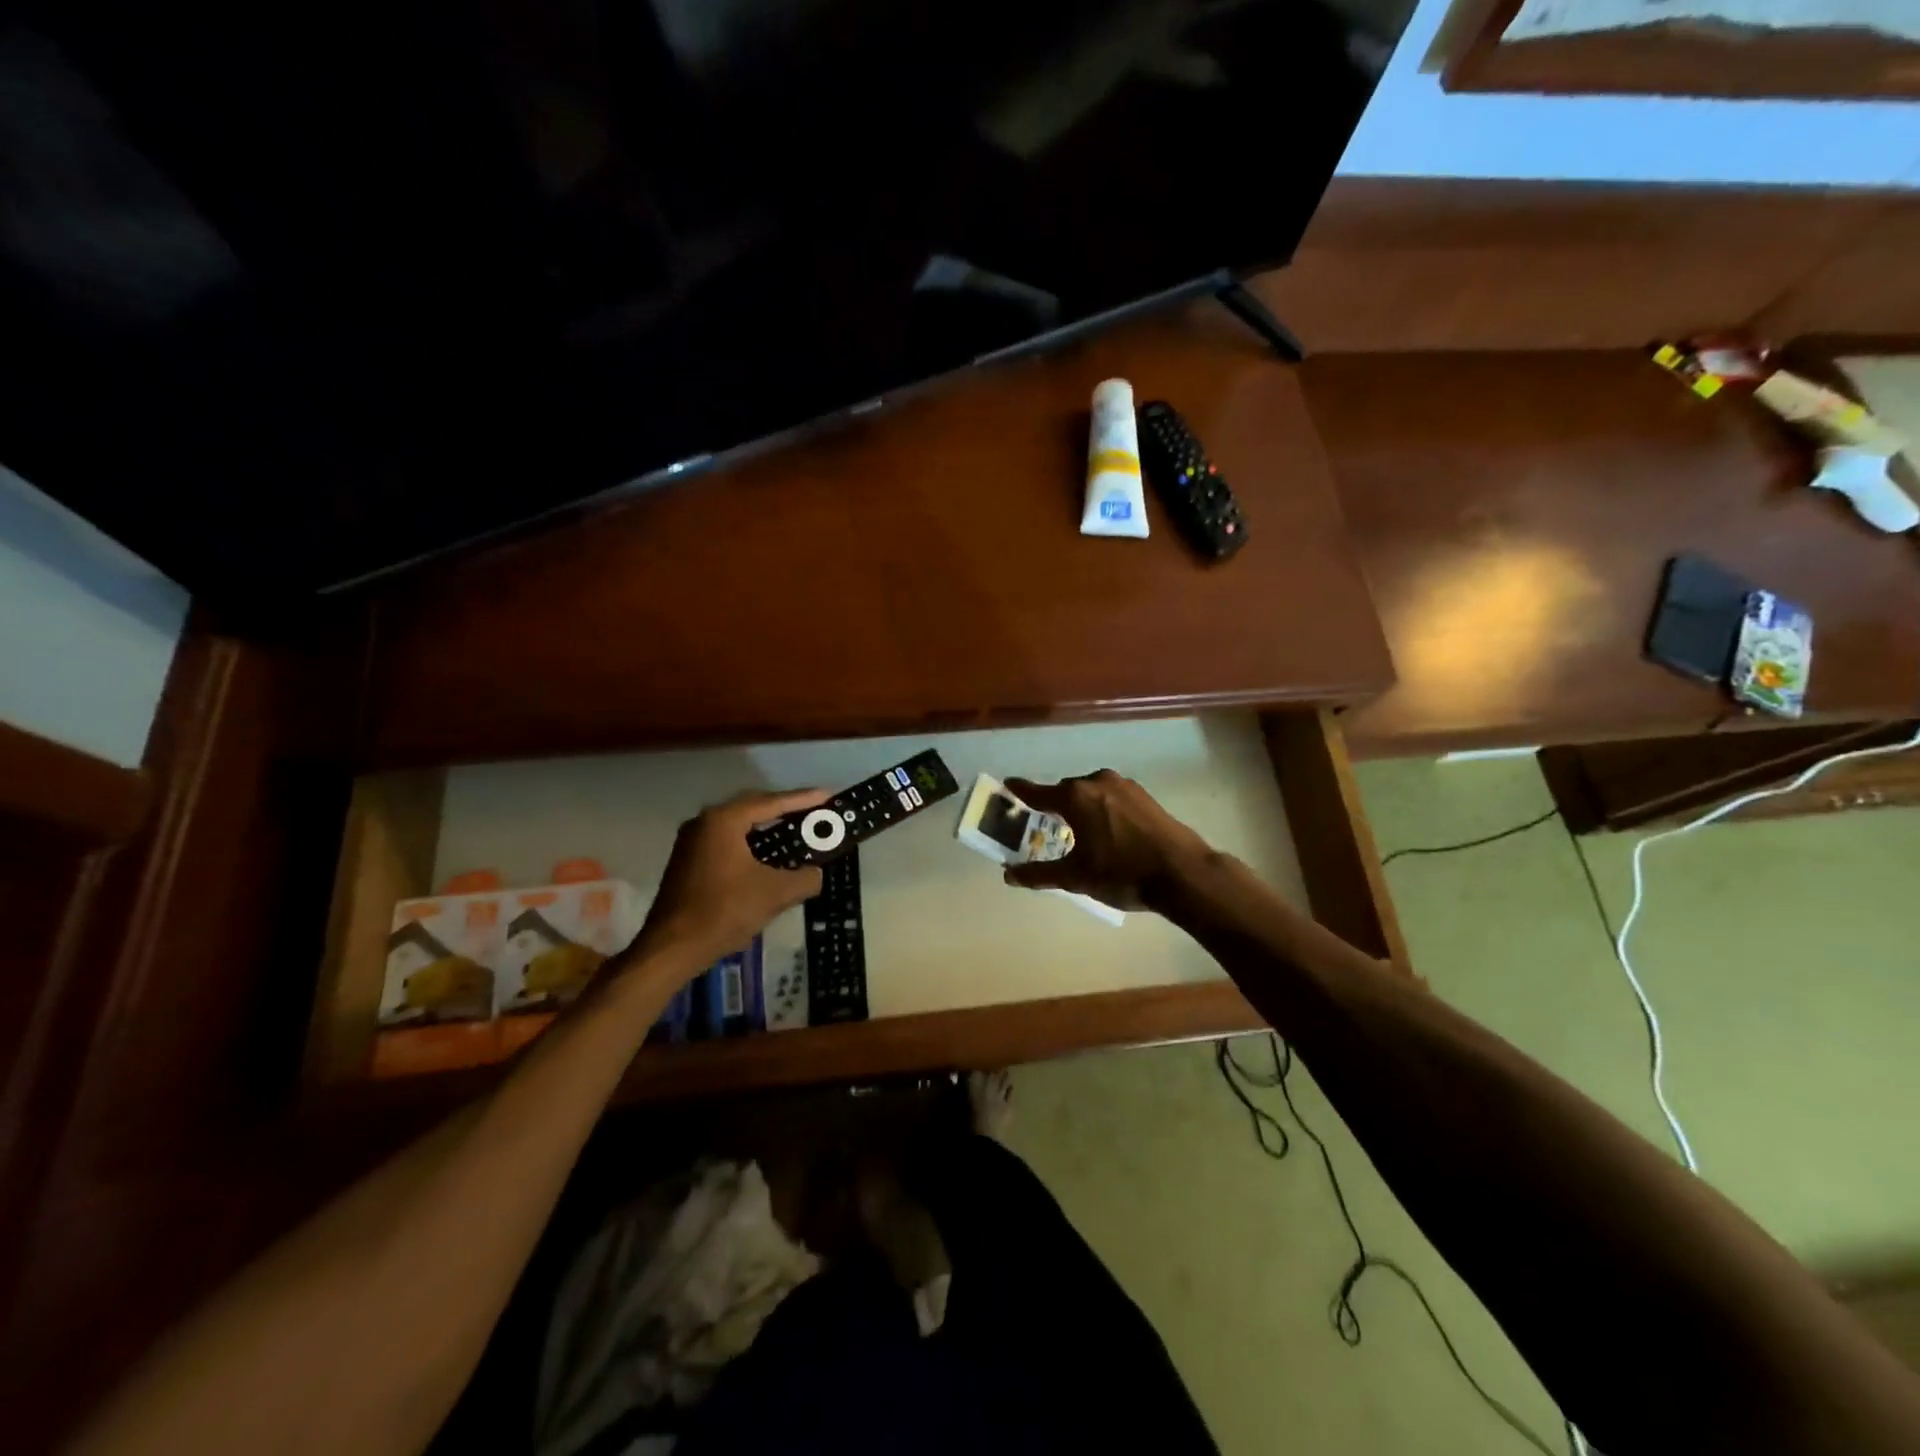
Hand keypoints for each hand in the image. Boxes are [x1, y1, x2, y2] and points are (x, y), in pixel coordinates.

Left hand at [628, 788, 826, 969]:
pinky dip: (751, 844)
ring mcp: (692, 841)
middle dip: (785, 810)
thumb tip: (815, 874)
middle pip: (753, 807)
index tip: (828, 795)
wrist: (672, 948)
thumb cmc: (723, 911)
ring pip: (739, 826)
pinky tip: (768, 857)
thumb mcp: (775, 894)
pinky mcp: (688, 861)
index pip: (771, 802)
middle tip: (814, 813)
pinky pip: (727, 841)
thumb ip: (804, 878)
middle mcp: (704, 822)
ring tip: (795, 832)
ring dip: (767, 828)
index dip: (803, 799)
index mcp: (724, 820)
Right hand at [1002, 770, 1212, 911]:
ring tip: (1078, 829)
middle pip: (1066, 790)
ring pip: (1091, 792)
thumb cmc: (1122, 873)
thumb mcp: (1075, 878)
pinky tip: (1107, 829)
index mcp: (1075, 797)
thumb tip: (1008, 875)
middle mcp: (1096, 782)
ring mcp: (1124, 785)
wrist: (1182, 873)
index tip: (1008, 784)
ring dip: (1081, 806)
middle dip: (1054, 804)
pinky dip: (1102, 807)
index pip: (1038, 792)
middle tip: (1045, 821)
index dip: (1021, 790)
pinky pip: (1111, 796)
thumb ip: (1039, 874)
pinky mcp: (1144, 795)